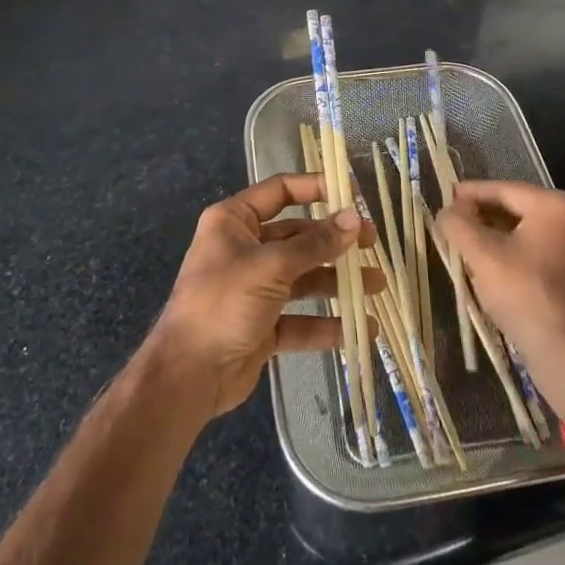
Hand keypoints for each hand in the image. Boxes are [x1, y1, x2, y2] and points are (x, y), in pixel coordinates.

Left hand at [146, 172, 373, 420]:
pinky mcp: (262, 326)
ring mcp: (254, 289)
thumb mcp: (271, 266)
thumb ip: (315, 244)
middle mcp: (244, 249)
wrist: (187, 376)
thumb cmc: (224, 303)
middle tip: (372, 244)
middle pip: (297, 237)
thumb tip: (354, 219)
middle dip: (335, 242)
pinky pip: (300, 319)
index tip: (352, 193)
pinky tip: (360, 329)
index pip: (280, 191)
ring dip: (337, 282)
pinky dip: (326, 324)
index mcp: (234, 221)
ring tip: (377, 285)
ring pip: (303, 278)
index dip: (316, 188)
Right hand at [437, 181, 564, 415]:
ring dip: (498, 236)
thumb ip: (458, 224)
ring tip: (468, 244)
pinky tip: (495, 267)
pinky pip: (543, 251)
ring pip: (529, 231)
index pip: (504, 190)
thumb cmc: (526, 296)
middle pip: (518, 208)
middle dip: (484, 215)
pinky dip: (517, 252)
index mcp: (556, 205)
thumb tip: (446, 211)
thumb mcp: (482, 256)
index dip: (470, 193)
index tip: (446, 197)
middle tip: (454, 222)